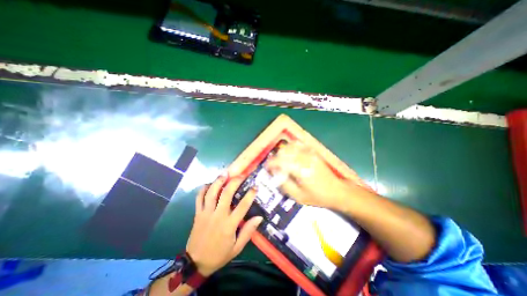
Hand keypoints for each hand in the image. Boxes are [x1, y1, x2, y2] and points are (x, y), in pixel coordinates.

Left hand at [186, 174, 261, 276]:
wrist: (196, 263)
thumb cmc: (219, 255)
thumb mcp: (237, 247)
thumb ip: (248, 231)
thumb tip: (259, 217)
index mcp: (229, 225)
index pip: (242, 206)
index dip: (250, 195)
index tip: (255, 187)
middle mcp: (218, 216)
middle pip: (226, 194)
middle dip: (234, 182)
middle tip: (240, 175)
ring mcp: (206, 213)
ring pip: (212, 193)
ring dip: (218, 181)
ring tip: (225, 174)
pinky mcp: (198, 214)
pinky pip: (199, 198)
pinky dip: (203, 189)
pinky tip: (208, 183)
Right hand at [265, 142, 367, 208]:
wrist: (337, 191)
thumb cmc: (317, 196)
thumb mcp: (298, 196)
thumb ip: (284, 184)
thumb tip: (275, 174)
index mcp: (301, 170)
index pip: (280, 161)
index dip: (271, 163)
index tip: (266, 167)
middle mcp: (305, 158)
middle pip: (284, 151)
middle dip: (275, 157)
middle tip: (273, 165)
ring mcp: (310, 153)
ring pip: (290, 146)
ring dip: (282, 151)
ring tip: (280, 159)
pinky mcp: (313, 152)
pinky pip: (299, 144)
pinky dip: (291, 146)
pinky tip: (289, 153)